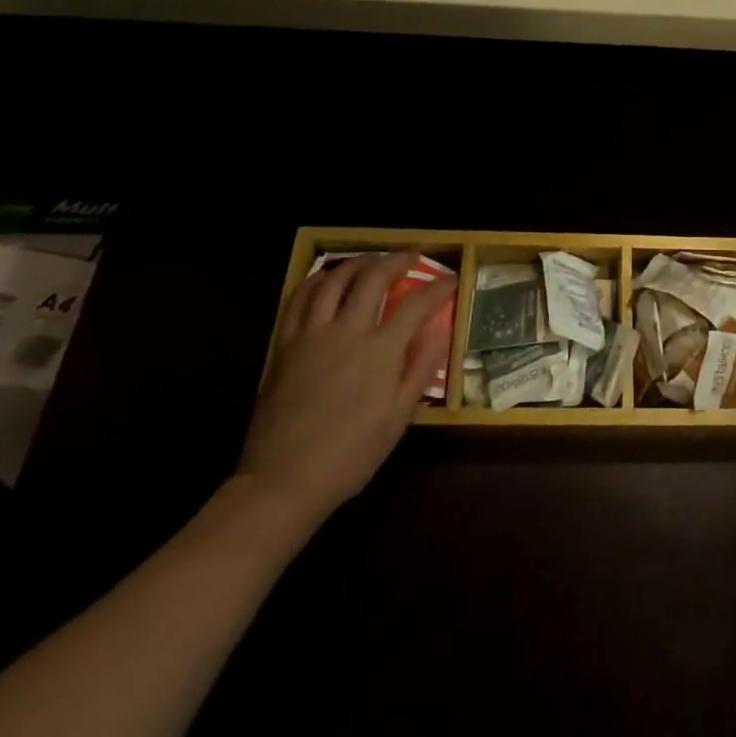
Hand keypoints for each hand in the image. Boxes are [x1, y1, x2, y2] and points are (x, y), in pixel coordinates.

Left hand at [233, 250, 454, 542]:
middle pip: (374, 277)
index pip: (416, 303)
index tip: (450, 280)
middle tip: (412, 256)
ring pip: (336, 280)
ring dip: (359, 262)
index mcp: (381, 350)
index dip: (437, 287)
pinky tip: (328, 278)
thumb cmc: (351, 454)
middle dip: (398, 260)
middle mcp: (348, 331)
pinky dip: (318, 280)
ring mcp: (313, 334)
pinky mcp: (286, 343)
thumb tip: (439, 330)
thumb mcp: (399, 417)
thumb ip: (421, 368)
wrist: (285, 480)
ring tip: (373, 260)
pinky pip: (300, 299)